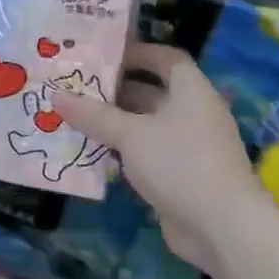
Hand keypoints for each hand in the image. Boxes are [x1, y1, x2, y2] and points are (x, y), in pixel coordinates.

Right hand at [49, 43, 263, 274]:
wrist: (222, 226)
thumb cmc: (179, 164)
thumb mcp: (129, 135)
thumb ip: (93, 115)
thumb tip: (56, 95)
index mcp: (191, 92)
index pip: (166, 59)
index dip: (137, 52)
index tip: (102, 54)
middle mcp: (193, 113)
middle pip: (152, 91)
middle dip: (115, 89)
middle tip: (75, 86)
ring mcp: (188, 145)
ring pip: (145, 124)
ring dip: (114, 121)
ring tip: (74, 116)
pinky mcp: (180, 173)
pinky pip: (146, 151)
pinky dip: (121, 148)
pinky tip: (91, 150)